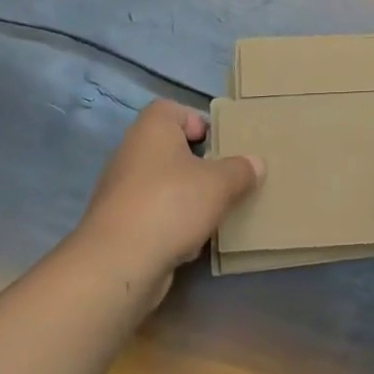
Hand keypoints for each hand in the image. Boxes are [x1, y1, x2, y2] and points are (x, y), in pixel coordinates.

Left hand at [74, 100, 262, 300]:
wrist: (117, 264)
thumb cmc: (171, 204)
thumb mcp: (220, 183)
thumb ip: (241, 170)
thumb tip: (255, 164)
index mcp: (152, 129)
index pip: (172, 109)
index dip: (197, 121)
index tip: (220, 144)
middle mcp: (131, 153)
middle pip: (170, 149)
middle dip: (198, 164)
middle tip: (225, 178)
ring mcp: (121, 191)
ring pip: (162, 184)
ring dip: (186, 196)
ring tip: (213, 212)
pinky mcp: (118, 225)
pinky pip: (153, 215)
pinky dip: (171, 224)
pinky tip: (191, 242)